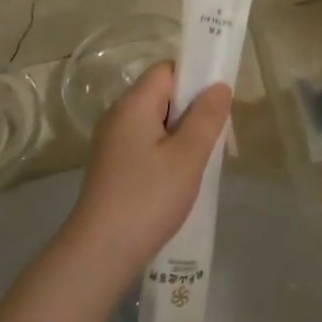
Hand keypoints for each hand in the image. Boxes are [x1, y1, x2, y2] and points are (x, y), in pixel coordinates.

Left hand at [60, 63, 232, 278]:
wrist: (102, 250)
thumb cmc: (149, 198)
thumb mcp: (188, 156)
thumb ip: (206, 117)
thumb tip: (219, 85)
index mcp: (133, 104)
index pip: (166, 70)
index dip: (195, 77)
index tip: (218, 103)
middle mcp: (117, 116)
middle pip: (160, 94)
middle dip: (192, 108)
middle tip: (217, 135)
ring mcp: (111, 142)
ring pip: (154, 121)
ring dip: (181, 133)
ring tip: (202, 159)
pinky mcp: (112, 165)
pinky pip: (145, 143)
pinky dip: (166, 151)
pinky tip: (180, 176)